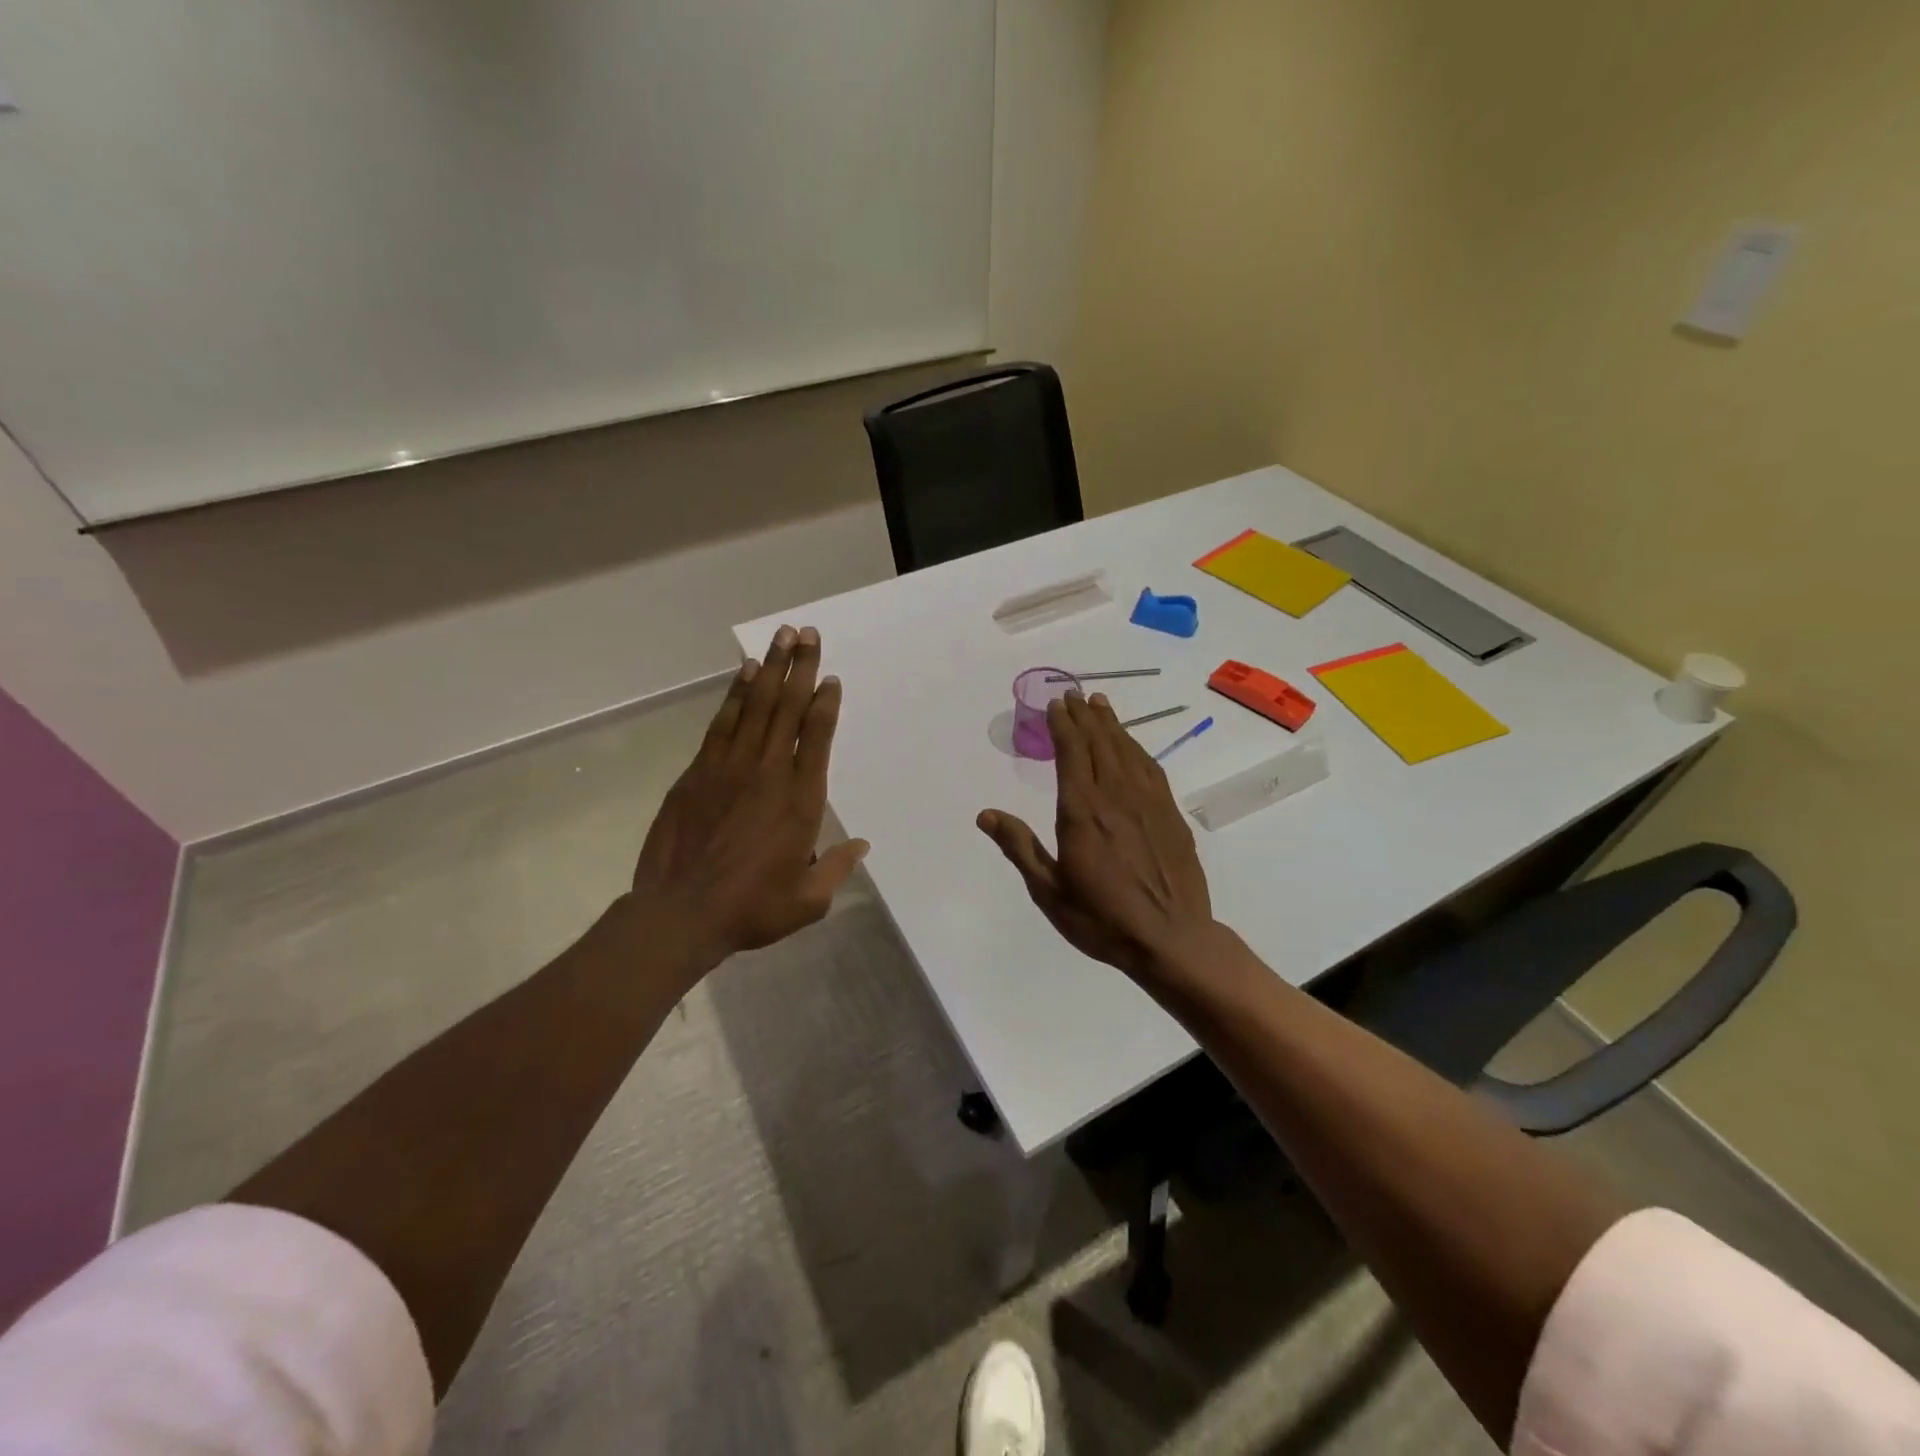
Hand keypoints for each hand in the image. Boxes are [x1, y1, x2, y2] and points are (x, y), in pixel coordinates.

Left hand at [626, 625, 867, 978]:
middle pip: (788, 709)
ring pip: (755, 707)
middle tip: (807, 633)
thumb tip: (860, 845)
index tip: (831, 678)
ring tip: (781, 637)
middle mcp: (769, 773)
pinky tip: (745, 674)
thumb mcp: (808, 900)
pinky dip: (735, 695)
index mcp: (801, 801)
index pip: (817, 738)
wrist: (680, 913)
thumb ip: (837, 868)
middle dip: (800, 668)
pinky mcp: (698, 772)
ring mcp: (730, 768)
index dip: (825, 704)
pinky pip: (723, 723)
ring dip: (770, 670)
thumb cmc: (752, 908)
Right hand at [977, 691, 1213, 982]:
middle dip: (1085, 716)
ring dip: (1112, 725)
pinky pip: (1150, 769)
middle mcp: (1116, 796)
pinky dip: (1136, 749)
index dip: (1063, 725)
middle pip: (1099, 743)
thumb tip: (986, 814)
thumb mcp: (1049, 891)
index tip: (1055, 704)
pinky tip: (1131, 746)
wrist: (1172, 939)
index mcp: (1082, 811)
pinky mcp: (1170, 814)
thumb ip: (1020, 847)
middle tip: (1075, 694)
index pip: (1071, 753)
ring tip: (1100, 704)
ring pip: (1127, 751)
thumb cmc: (1102, 919)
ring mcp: (1148, 803)